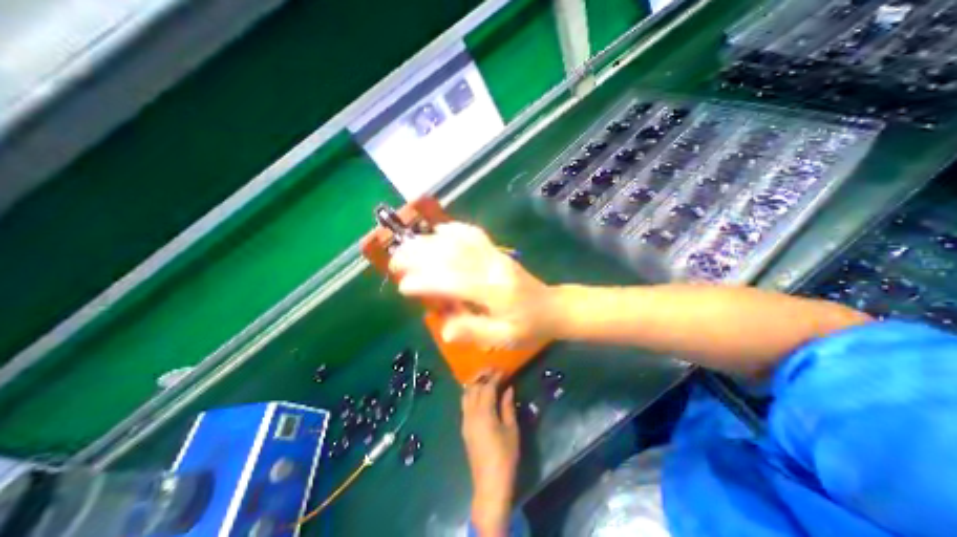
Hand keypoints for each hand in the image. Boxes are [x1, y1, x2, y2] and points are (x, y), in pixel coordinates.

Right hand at [387, 221, 558, 347]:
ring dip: (430, 241)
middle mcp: (493, 267)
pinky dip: (454, 229)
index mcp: (495, 292)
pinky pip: (474, 234)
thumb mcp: (502, 338)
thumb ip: (473, 331)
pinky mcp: (497, 251)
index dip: (426, 282)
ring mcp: (496, 255)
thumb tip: (444, 326)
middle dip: (419, 256)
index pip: (454, 281)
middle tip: (395, 262)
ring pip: (459, 241)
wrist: (552, 308)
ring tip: (407, 246)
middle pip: (452, 254)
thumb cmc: (527, 327)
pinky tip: (439, 230)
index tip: (403, 286)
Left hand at [462, 369, 520, 536]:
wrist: (489, 484)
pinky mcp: (464, 427)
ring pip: (466, 394)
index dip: (495, 376)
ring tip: (486, 377)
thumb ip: (507, 406)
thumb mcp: (511, 430)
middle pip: (473, 387)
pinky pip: (465, 403)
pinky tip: (480, 392)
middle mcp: (470, 413)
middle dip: (482, 375)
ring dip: (475, 383)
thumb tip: (508, 388)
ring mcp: (465, 420)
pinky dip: (471, 392)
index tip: (503, 370)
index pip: (487, 387)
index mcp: (484, 413)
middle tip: (493, 369)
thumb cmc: (505, 457)